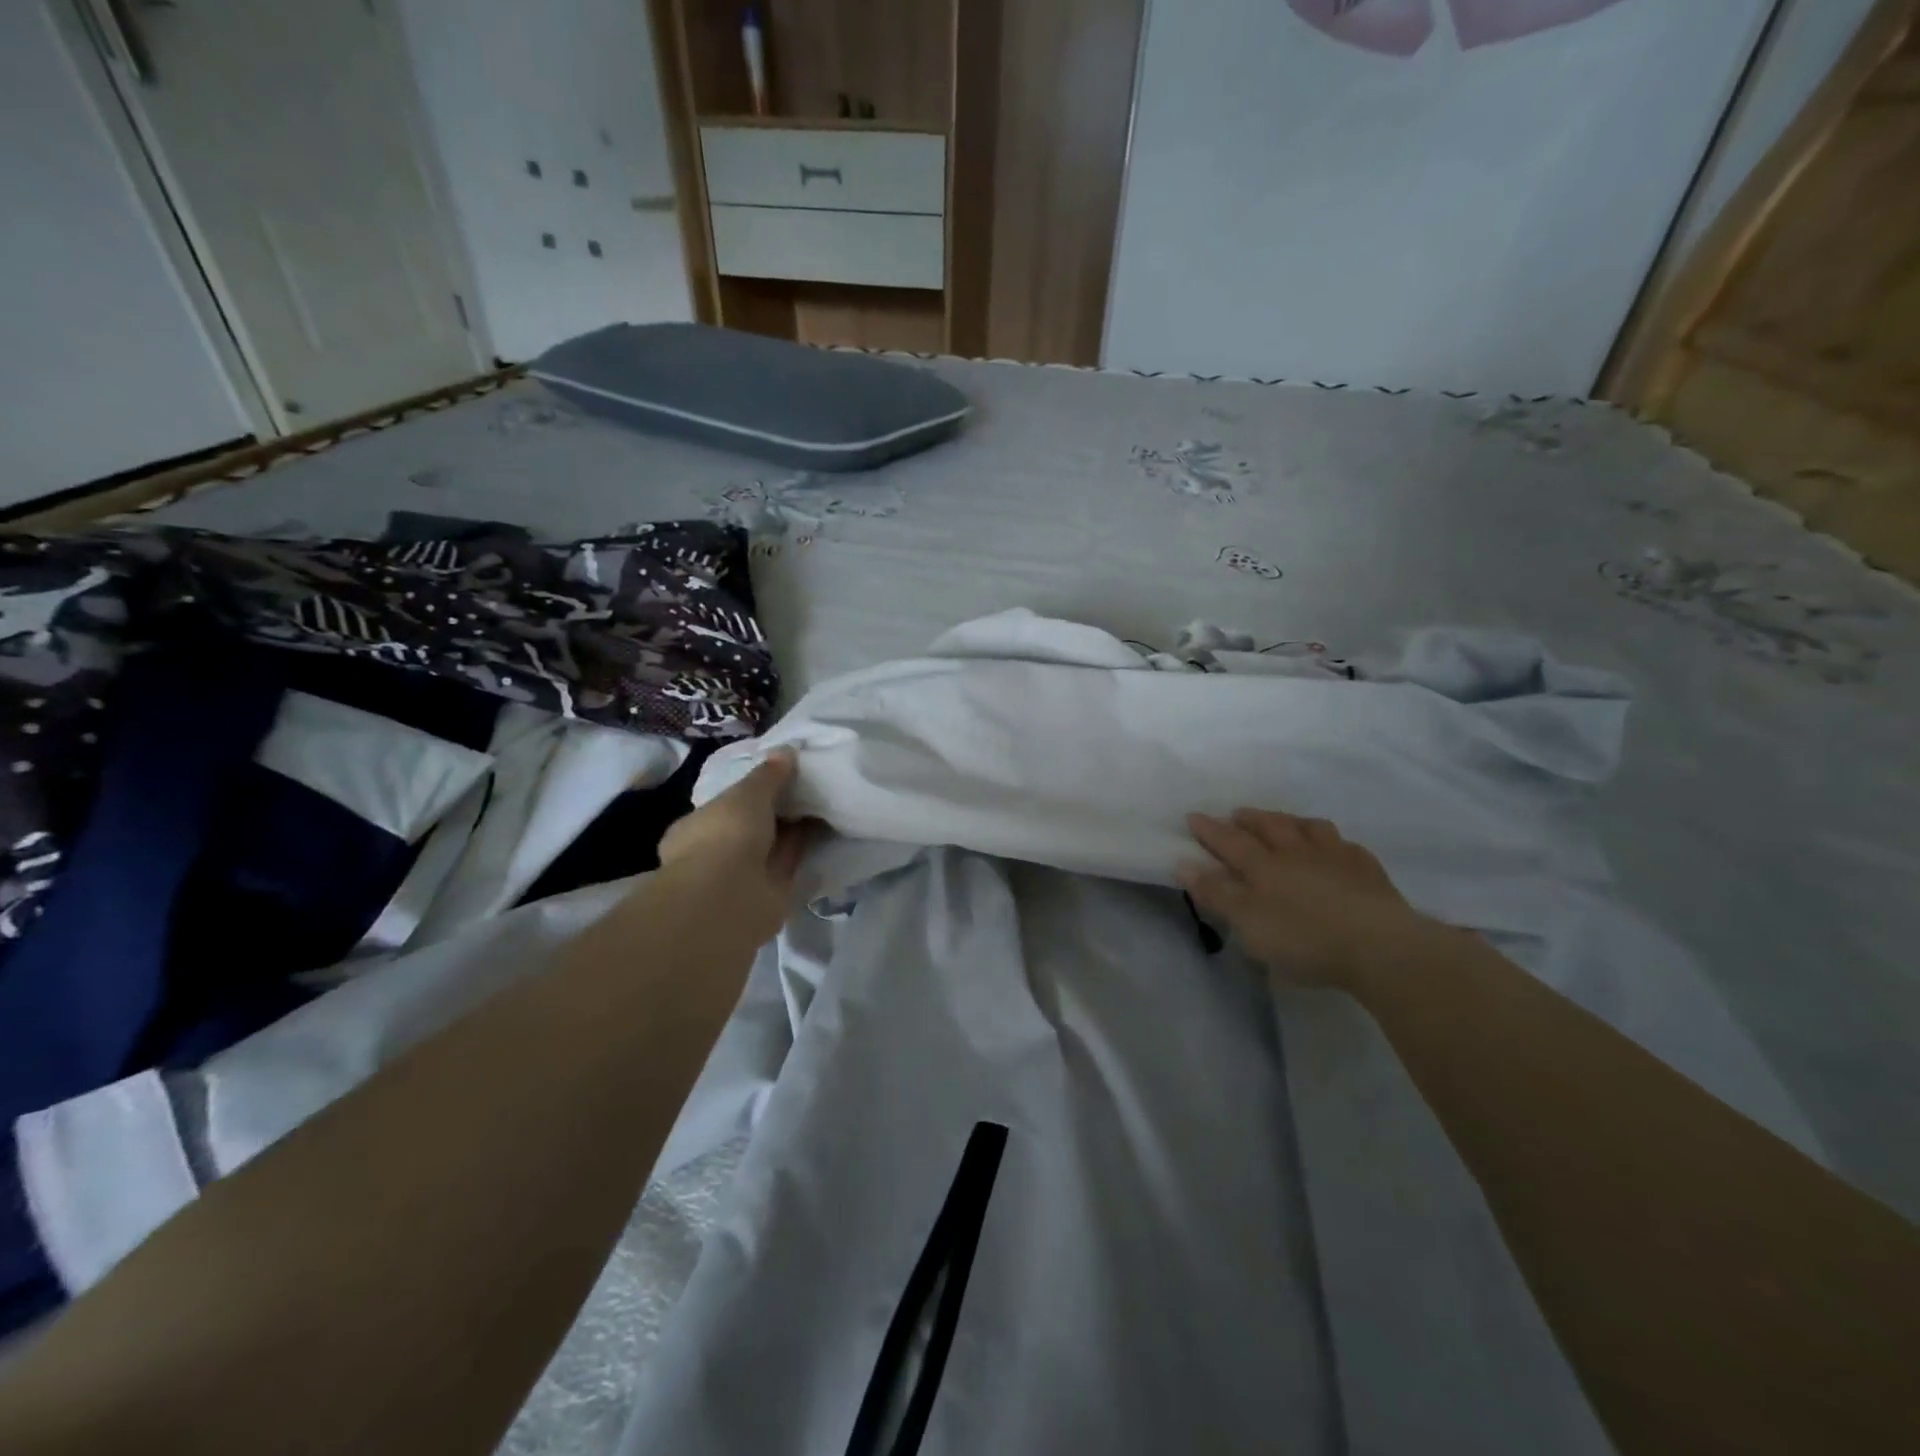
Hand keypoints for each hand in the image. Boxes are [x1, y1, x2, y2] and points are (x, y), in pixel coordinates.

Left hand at [658, 750, 808, 943]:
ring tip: (823, 804)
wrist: (731, 896)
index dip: (748, 793)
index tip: (777, 778)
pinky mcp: (767, 894)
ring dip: (792, 831)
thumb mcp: (747, 793)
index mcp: (694, 828)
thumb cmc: (725, 835)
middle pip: (750, 828)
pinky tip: (826, 830)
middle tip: (807, 788)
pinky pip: (788, 865)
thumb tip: (786, 751)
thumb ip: (768, 774)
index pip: (722, 806)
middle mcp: (713, 854)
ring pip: (770, 847)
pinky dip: (804, 850)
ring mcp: (739, 877)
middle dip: (775, 813)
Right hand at [1178, 809, 1433, 987]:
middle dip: (1249, 819)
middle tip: (1236, 814)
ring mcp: (1336, 858)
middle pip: (1270, 827)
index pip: (1229, 841)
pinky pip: (1347, 847)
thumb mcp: (1249, 923)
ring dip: (1292, 822)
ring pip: (1310, 828)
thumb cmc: (1304, 938)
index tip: (1192, 816)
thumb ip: (1217, 893)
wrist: (1380, 946)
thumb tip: (1183, 863)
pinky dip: (1335, 843)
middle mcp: (1297, 852)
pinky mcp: (1368, 872)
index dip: (1209, 829)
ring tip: (1285, 822)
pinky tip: (1336, 848)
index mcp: (1264, 866)